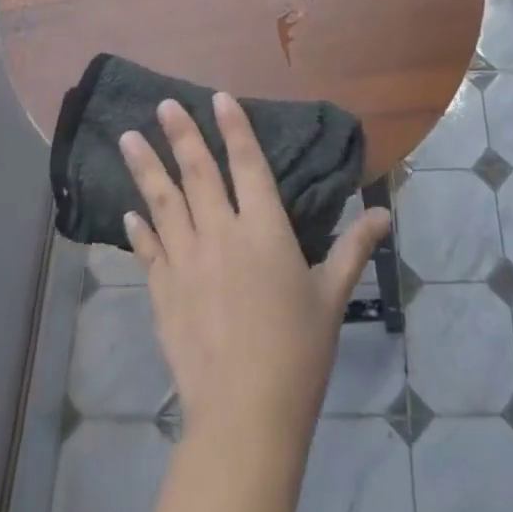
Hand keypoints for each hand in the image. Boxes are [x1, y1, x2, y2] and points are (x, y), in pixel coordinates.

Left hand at [118, 94, 390, 449]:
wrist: (245, 415)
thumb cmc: (297, 351)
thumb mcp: (332, 296)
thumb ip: (354, 248)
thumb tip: (384, 213)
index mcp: (264, 229)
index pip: (248, 163)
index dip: (234, 127)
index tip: (219, 96)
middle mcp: (221, 234)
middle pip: (198, 173)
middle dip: (181, 134)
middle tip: (163, 104)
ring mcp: (186, 262)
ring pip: (164, 203)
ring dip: (146, 168)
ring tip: (128, 138)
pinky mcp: (164, 294)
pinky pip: (149, 251)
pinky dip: (139, 229)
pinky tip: (129, 212)